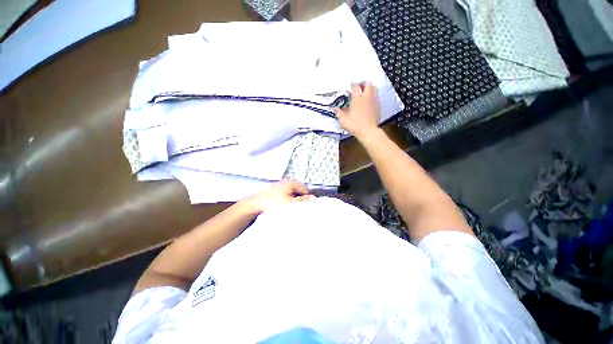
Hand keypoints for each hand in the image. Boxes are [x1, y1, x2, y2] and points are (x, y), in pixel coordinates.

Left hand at [242, 180, 312, 214]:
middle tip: (298, 208)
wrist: (255, 204)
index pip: (305, 190)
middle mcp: (287, 182)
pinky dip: (288, 199)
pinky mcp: (276, 190)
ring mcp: (281, 185)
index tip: (306, 207)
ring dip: (294, 199)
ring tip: (291, 208)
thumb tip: (313, 198)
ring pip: (293, 193)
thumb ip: (302, 200)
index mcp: (292, 183)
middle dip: (300, 199)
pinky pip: (286, 194)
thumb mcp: (290, 203)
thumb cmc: (273, 203)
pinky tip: (284, 205)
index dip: (307, 198)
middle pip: (299, 191)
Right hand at [335, 82, 380, 139]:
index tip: (351, 86)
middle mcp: (366, 97)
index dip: (353, 84)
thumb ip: (339, 113)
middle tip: (359, 87)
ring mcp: (374, 101)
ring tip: (365, 93)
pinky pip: (377, 96)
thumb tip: (335, 108)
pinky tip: (369, 101)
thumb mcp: (344, 120)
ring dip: (370, 88)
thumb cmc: (355, 125)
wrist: (368, 131)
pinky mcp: (378, 106)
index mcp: (357, 99)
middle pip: (368, 83)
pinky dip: (373, 95)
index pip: (356, 86)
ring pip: (374, 88)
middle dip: (363, 83)